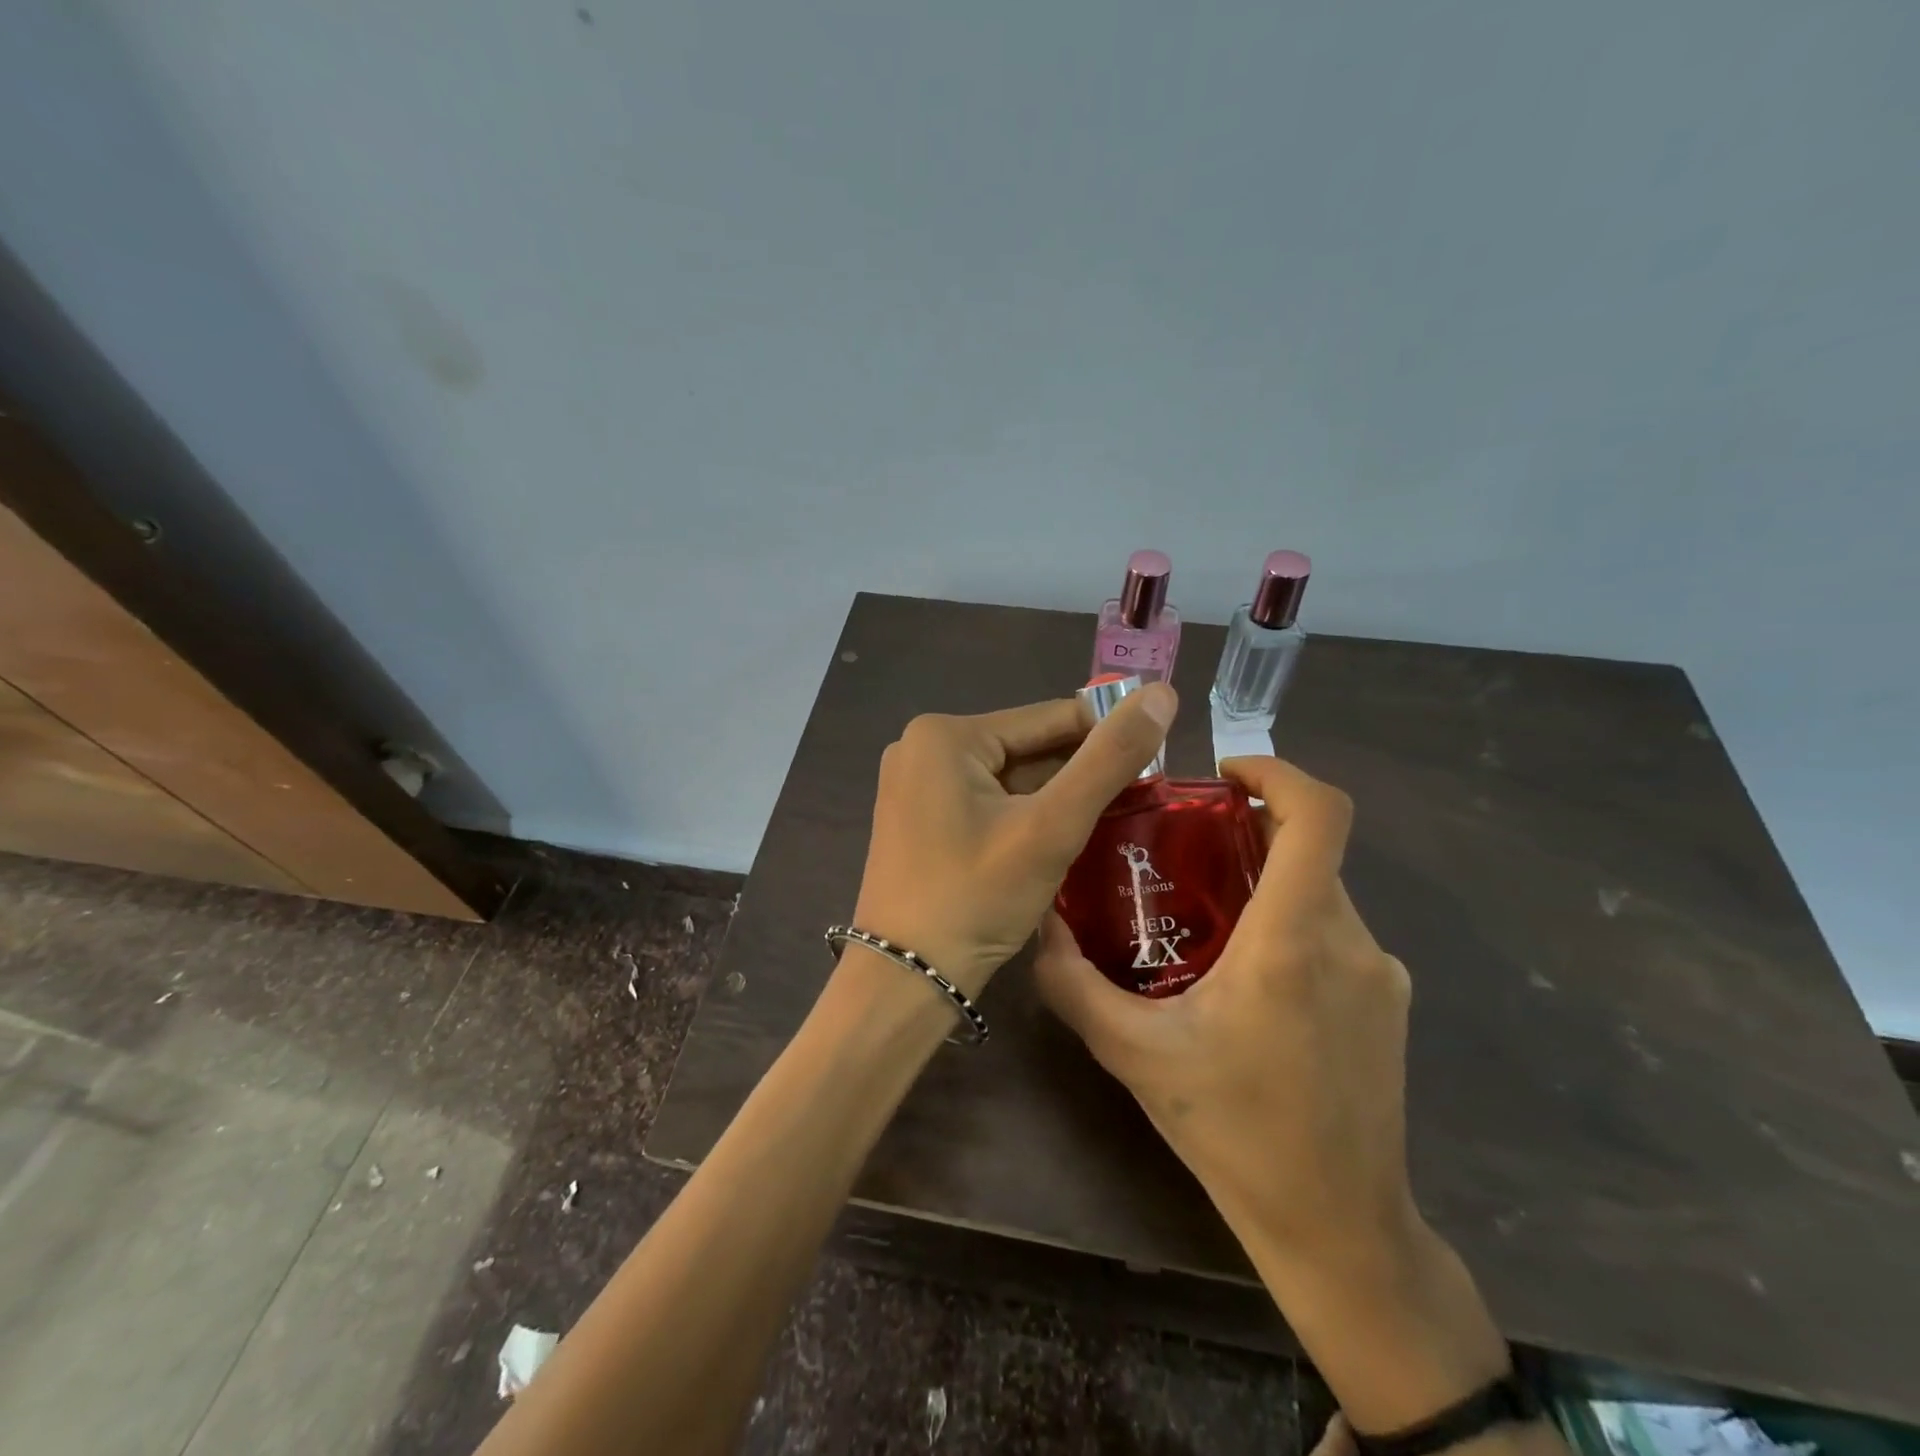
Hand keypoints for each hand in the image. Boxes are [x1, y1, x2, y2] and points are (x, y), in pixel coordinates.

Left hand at [850, 686, 1176, 996]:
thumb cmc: (976, 898)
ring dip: (1053, 798)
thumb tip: (1162, 693)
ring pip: (1008, 777)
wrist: (906, 978)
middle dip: (1078, 774)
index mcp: (945, 734)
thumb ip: (1109, 759)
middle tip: (1138, 802)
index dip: (1107, 738)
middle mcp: (921, 747)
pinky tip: (1057, 839)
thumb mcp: (1051, 827)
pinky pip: (984, 800)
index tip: (1156, 765)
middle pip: (1027, 748)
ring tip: (1109, 822)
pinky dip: (1022, 815)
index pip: (1050, 718)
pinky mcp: (917, 816)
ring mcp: (914, 783)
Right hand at [1033, 753, 1416, 1269]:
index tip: (1223, 774)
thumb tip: (1037, 923)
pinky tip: (1245, 976)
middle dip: (1248, 830)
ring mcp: (1378, 972)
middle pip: (1309, 848)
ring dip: (1266, 881)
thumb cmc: (1233, 1132)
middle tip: (1183, 848)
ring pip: (1320, 890)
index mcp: (1292, 941)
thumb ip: (1074, 982)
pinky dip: (1289, 921)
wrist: (1338, 1227)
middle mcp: (1349, 941)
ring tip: (1203, 916)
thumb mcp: (1132, 1053)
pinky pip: (1335, 931)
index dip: (1277, 771)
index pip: (1318, 815)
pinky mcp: (1387, 1001)